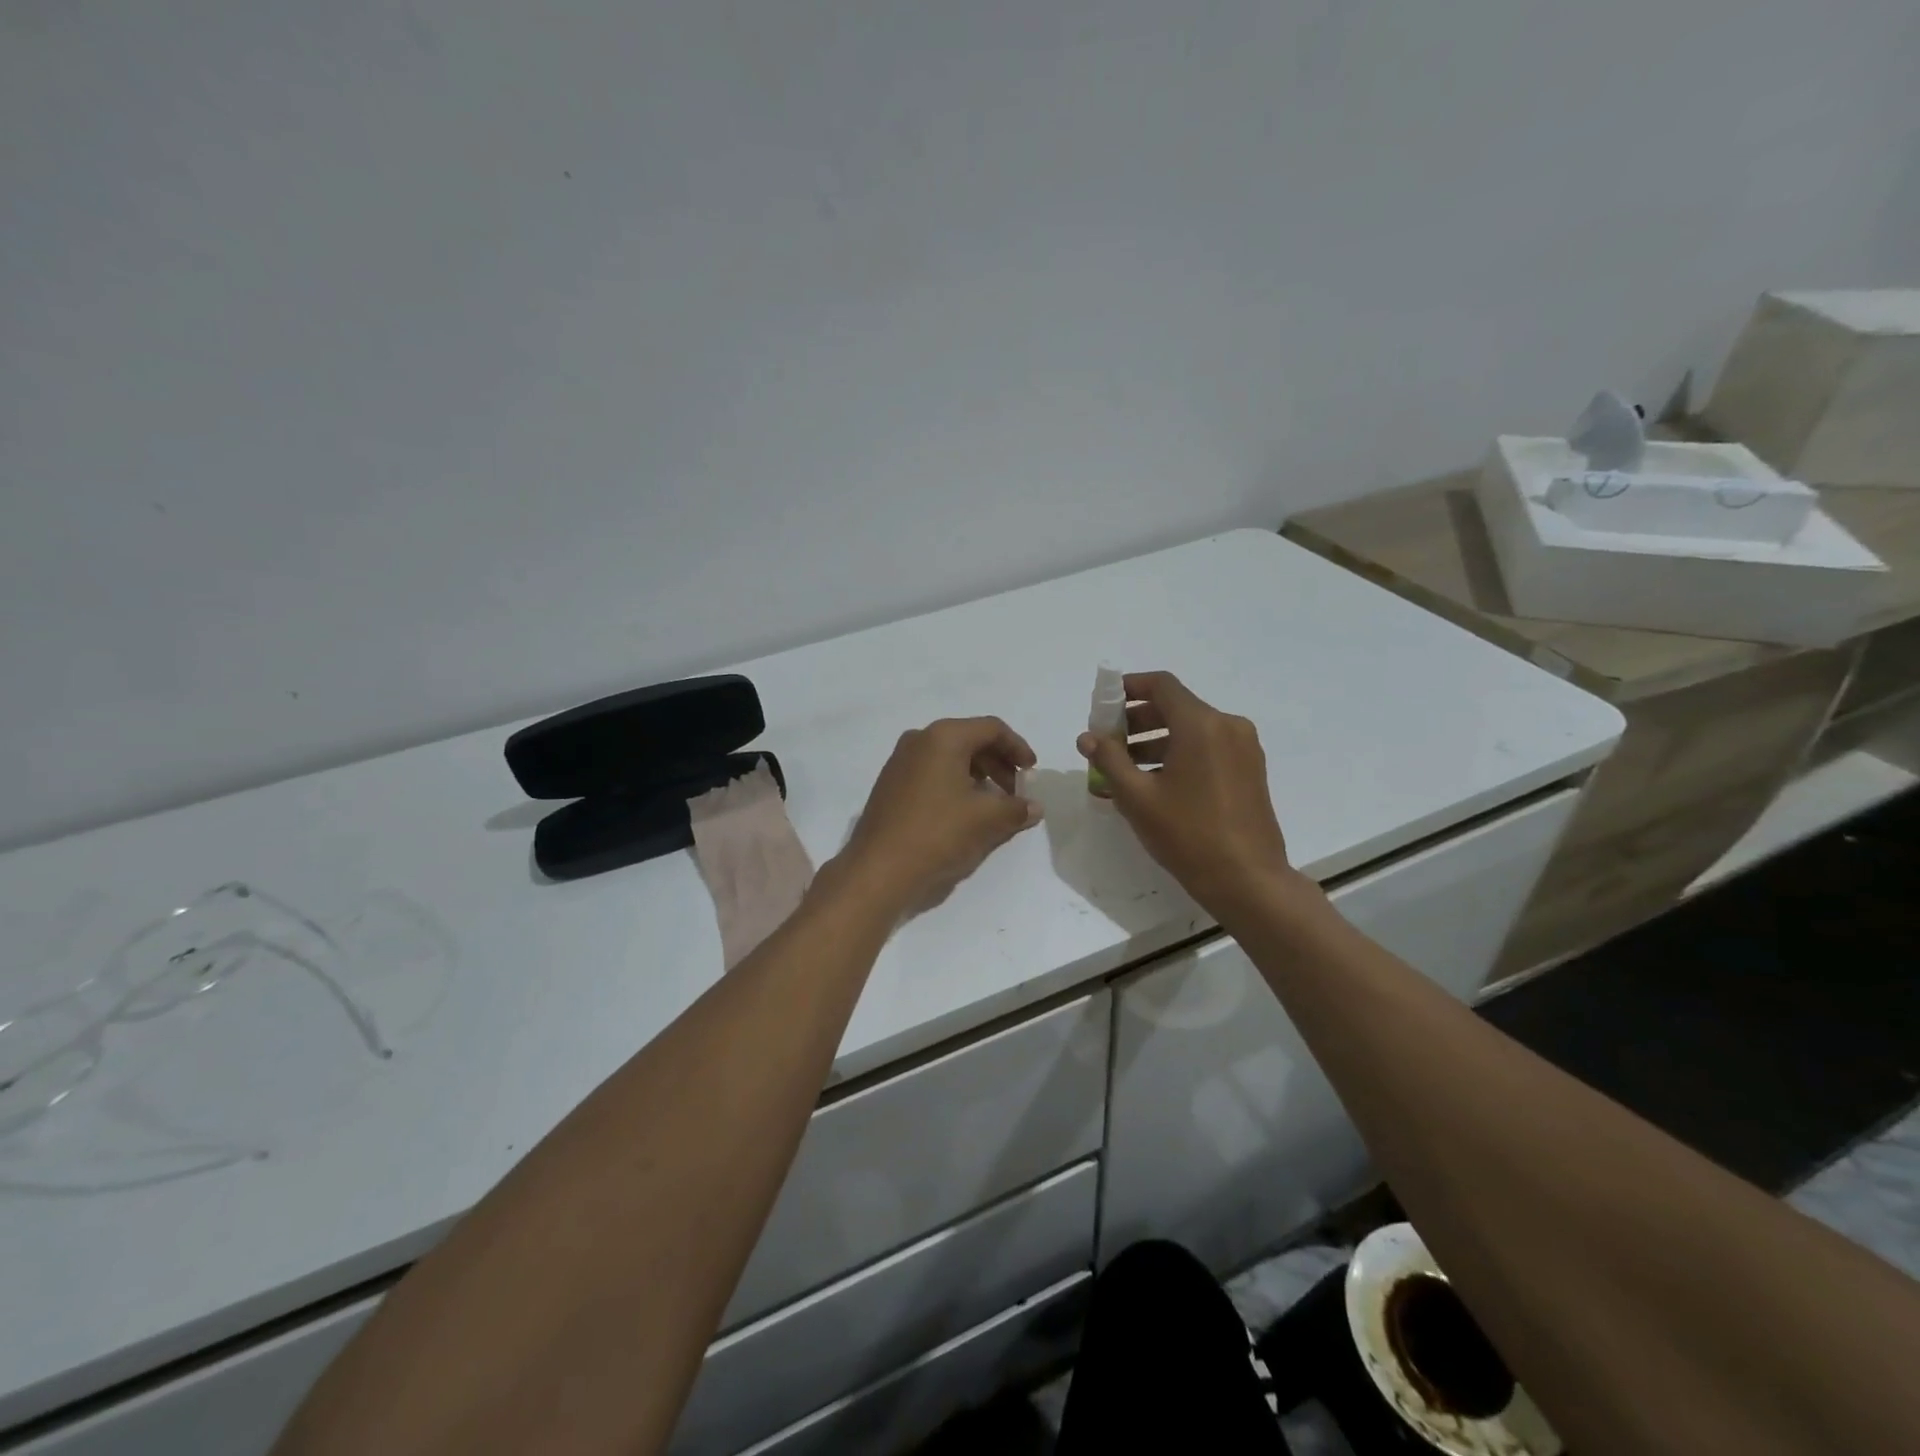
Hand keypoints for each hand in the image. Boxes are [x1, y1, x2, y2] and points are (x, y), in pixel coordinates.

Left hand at [833, 717, 1040, 915]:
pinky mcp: (890, 784)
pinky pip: (931, 772)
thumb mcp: (986, 820)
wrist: (878, 869)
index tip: (1032, 772)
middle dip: (998, 762)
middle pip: (970, 739)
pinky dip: (954, 783)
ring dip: (977, 774)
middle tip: (1015, 791)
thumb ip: (1016, 808)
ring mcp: (900, 761)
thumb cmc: (938, 833)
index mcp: (943, 737)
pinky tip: (964, 811)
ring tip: (993, 803)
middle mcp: (919, 739)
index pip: (991, 728)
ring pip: (949, 756)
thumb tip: (1034, 807)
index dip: (1018, 747)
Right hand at [1076, 672, 1301, 918]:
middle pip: (1176, 707)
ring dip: (1156, 740)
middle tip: (1108, 742)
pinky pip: (1208, 748)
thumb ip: (1109, 760)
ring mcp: (1243, 748)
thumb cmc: (1188, 835)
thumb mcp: (1137, 798)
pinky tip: (1156, 783)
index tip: (1104, 705)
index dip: (1129, 688)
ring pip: (1192, 729)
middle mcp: (1227, 726)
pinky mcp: (1250, 770)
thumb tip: (1088, 737)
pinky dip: (1179, 754)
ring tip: (1125, 768)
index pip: (1162, 685)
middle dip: (1137, 720)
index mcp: (1201, 725)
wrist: (1248, 880)